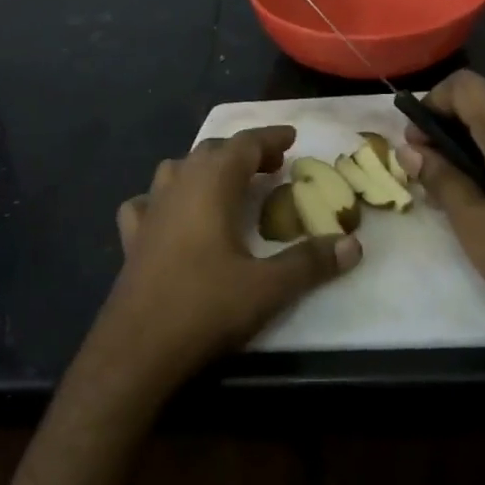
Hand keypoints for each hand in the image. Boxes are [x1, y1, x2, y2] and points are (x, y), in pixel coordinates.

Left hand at [84, 127, 360, 402]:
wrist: (138, 348)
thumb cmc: (205, 307)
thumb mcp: (268, 287)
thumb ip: (310, 262)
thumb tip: (353, 245)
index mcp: (211, 185)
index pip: (244, 144)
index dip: (270, 137)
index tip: (292, 137)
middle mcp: (177, 186)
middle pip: (211, 151)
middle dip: (243, 152)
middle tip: (272, 165)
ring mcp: (149, 210)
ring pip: (177, 170)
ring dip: (206, 169)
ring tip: (228, 185)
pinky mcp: (132, 237)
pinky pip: (148, 202)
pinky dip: (166, 198)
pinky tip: (172, 215)